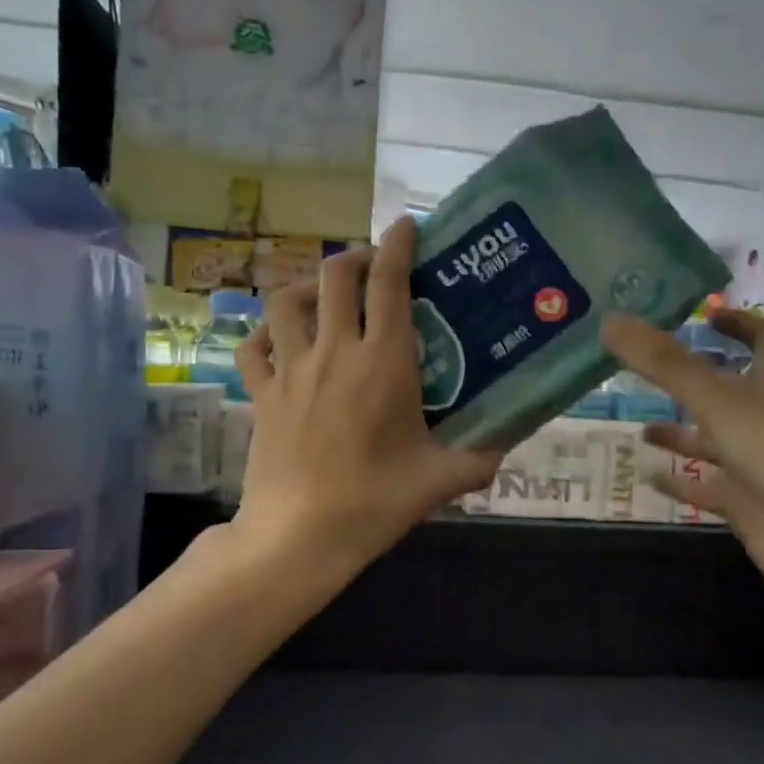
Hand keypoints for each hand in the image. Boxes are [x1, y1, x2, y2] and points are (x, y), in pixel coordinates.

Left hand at [234, 218, 502, 571]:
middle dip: (356, 257)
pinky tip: (280, 339)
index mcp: (383, 363)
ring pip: (287, 301)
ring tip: (326, 297)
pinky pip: (254, 346)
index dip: (398, 245)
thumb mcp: (441, 480)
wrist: (299, 536)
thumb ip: (482, 456)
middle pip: (336, 276)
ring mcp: (291, 370)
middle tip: (373, 266)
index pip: (390, 283)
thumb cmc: (374, 503)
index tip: (407, 227)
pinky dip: (265, 332)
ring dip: (309, 286)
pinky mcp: (262, 394)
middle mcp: (335, 352)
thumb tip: (509, 440)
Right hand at [601, 310, 763, 622]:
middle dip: (696, 380)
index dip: (741, 324)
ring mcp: (761, 464)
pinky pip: (708, 487)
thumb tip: (610, 319)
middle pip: (733, 390)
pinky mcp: (749, 504)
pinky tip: (647, 476)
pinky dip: (680, 481)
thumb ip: (663, 363)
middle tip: (650, 371)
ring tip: (640, 428)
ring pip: (716, 441)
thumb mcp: (717, 401)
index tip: (707, 316)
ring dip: (682, 433)